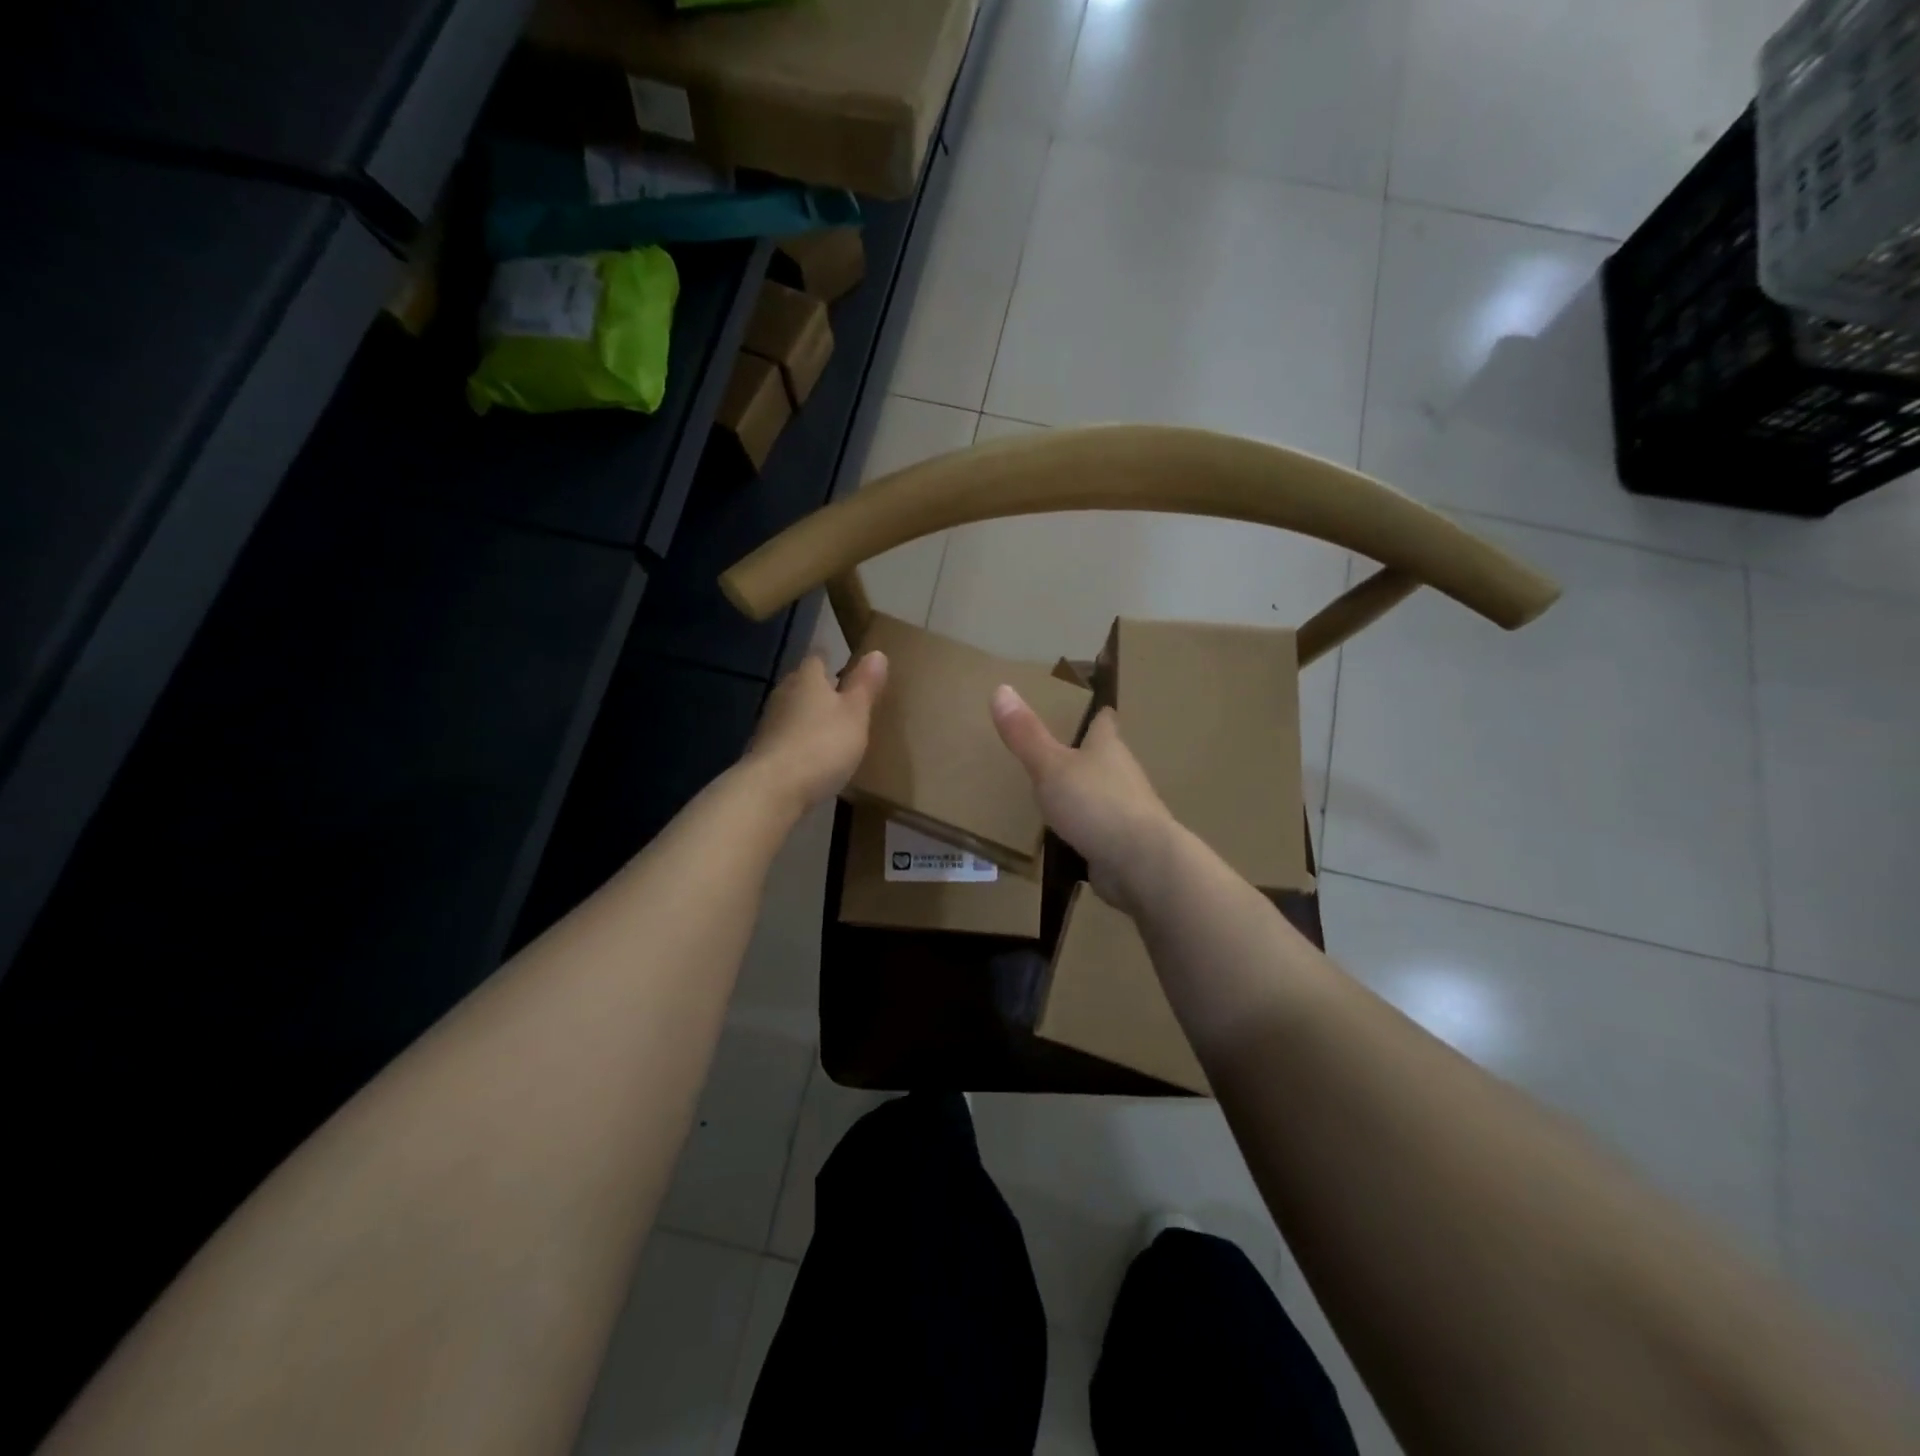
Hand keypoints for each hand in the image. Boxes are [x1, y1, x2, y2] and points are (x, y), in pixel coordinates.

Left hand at [746, 651, 888, 812]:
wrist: (774, 788)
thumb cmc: (823, 744)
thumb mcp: (856, 714)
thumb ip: (865, 685)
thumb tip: (877, 652)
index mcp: (807, 679)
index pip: (818, 659)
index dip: (832, 661)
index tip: (846, 668)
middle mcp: (784, 694)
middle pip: (802, 684)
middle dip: (819, 690)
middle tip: (843, 700)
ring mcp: (769, 723)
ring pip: (792, 711)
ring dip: (808, 717)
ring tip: (831, 729)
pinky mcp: (763, 751)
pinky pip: (786, 737)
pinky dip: (799, 741)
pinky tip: (812, 756)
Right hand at [990, 686, 1174, 911]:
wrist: (1141, 864)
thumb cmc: (1097, 804)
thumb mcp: (1052, 766)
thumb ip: (1026, 734)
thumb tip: (1001, 688)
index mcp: (1108, 747)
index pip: (1103, 720)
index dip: (1092, 711)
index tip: (1078, 705)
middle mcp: (1121, 774)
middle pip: (1101, 756)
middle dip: (1079, 753)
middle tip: (1046, 749)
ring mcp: (1124, 811)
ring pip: (1098, 794)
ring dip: (1079, 794)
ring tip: (1045, 794)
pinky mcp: (1121, 843)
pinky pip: (1095, 830)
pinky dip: (1079, 830)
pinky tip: (1057, 837)